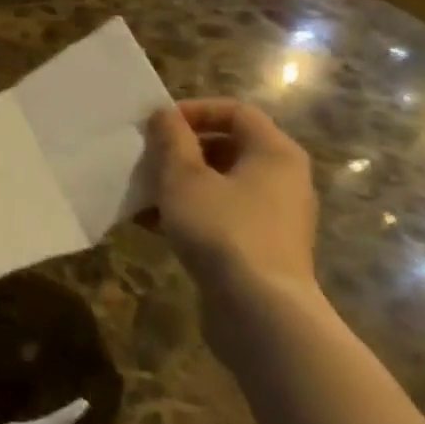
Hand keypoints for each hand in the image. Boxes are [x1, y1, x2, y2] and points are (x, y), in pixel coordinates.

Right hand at [143, 100, 319, 319]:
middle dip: (181, 151)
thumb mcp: (184, 178)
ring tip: (141, 194)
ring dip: (179, 185)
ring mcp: (275, 218)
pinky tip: (151, 226)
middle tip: (147, 159)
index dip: (195, 111)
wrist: (260, 312)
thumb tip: (164, 114)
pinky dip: (190, 214)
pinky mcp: (261, 249)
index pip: (236, 112)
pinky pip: (221, 217)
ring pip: (220, 186)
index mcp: (274, 153)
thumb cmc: (223, 230)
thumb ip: (171, 140)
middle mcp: (283, 180)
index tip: (158, 125)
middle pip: (227, 148)